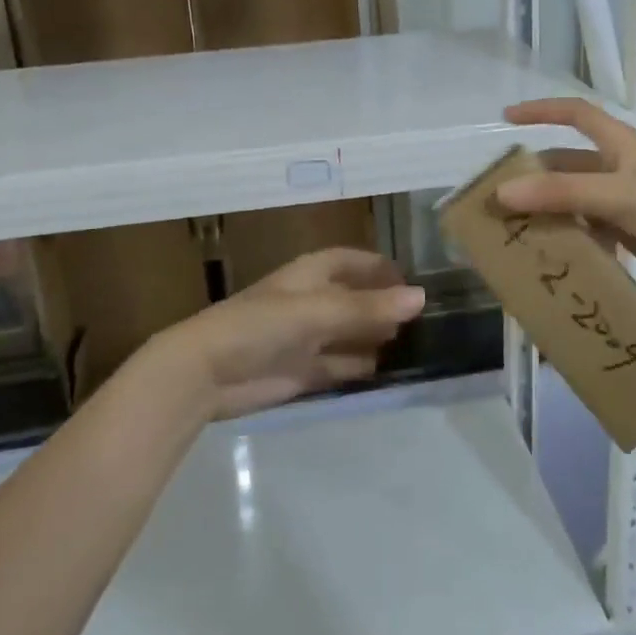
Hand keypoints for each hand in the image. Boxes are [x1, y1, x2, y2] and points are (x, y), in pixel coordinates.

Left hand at [157, 248, 424, 419]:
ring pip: (350, 333)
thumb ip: (367, 307)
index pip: (352, 261)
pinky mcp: (303, 371)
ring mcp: (307, 338)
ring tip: (418, 344)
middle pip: (355, 298)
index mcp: (310, 275)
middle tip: (428, 318)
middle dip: (384, 305)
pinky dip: (362, 367)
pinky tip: (388, 371)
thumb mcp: (316, 311)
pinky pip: (341, 365)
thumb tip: (420, 297)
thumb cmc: (260, 325)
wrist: (207, 373)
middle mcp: (311, 302)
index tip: (414, 281)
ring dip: (377, 337)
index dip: (380, 267)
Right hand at [498, 98, 635, 305]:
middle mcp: (618, 168)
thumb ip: (560, 193)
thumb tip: (502, 192)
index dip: (542, 110)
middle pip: (566, 162)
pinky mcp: (628, 232)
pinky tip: (545, 249)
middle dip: (533, 173)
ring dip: (545, 208)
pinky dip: (565, 234)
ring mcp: (623, 202)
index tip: (506, 117)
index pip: (576, 113)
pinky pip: (585, 227)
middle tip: (497, 190)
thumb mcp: (616, 195)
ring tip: (510, 224)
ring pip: (572, 198)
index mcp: (620, 144)